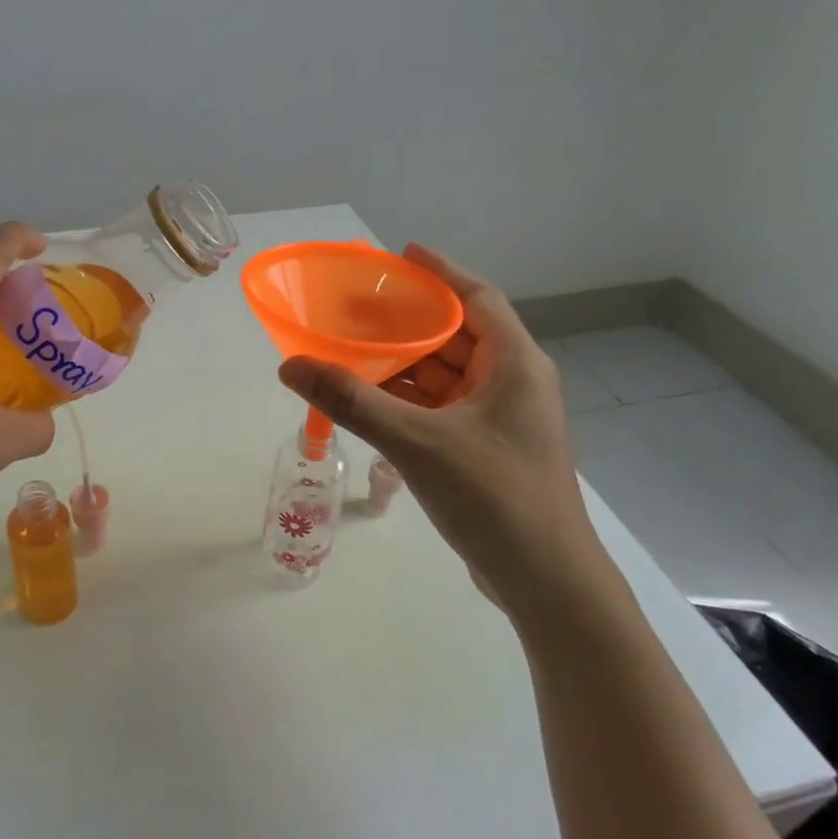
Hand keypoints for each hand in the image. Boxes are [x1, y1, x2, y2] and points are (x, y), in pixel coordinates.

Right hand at [278, 244, 613, 617]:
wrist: (546, 583)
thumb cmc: (493, 497)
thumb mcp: (417, 442)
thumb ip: (351, 401)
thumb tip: (291, 365)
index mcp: (514, 365)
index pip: (477, 297)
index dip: (439, 272)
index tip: (399, 255)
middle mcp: (513, 383)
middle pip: (457, 334)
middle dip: (408, 320)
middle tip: (357, 308)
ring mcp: (502, 420)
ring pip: (447, 375)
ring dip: (404, 364)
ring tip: (353, 352)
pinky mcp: (487, 450)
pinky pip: (442, 408)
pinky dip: (409, 401)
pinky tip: (370, 402)